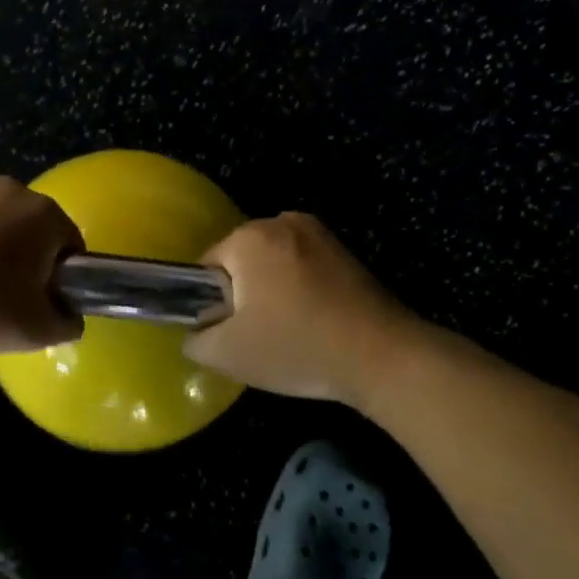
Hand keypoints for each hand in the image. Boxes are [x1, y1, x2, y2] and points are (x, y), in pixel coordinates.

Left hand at [0, 177, 83, 353]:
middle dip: (28, 264)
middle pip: (34, 233)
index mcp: (44, 213)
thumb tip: (68, 317)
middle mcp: (12, 190)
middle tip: (10, 304)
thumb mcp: (36, 331)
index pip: (72, 247)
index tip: (42, 306)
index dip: (63, 281)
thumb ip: (67, 323)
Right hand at [184, 213, 413, 403]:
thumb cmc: (296, 347)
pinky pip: (303, 267)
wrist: (382, 357)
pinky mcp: (345, 251)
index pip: (207, 267)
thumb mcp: (229, 354)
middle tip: (258, 336)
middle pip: (241, 261)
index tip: (229, 333)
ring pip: (274, 264)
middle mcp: (282, 222)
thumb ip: (196, 340)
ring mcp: (318, 233)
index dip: (211, 303)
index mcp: (249, 238)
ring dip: (273, 292)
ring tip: (289, 332)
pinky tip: (314, 323)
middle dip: (243, 295)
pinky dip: (300, 290)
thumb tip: (195, 333)